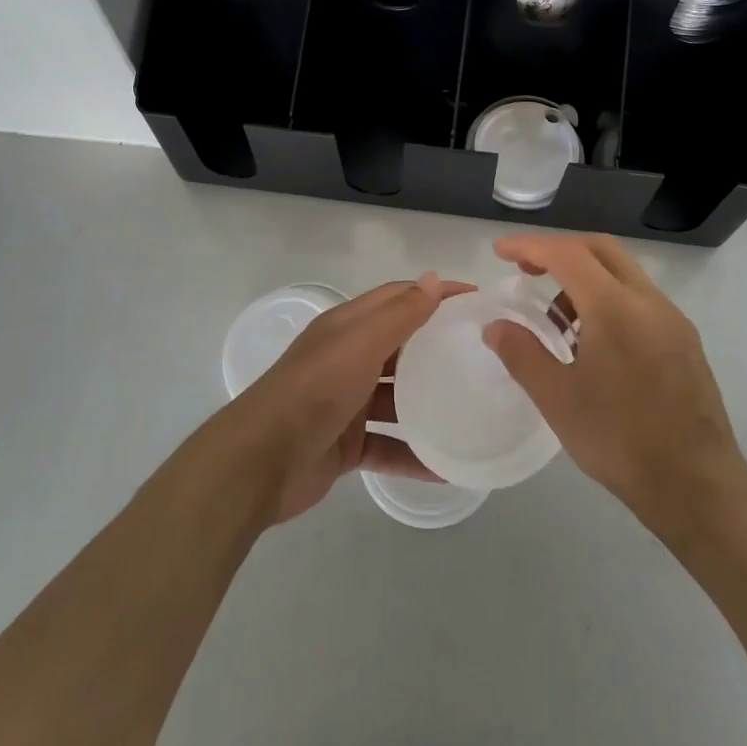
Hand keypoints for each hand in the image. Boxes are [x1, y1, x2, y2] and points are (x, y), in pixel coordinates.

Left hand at [226, 274, 470, 522]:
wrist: (261, 461)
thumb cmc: (315, 390)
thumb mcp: (360, 344)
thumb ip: (399, 314)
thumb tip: (433, 278)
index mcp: (348, 327)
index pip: (399, 298)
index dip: (435, 294)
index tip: (478, 301)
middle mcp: (348, 359)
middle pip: (401, 346)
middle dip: (438, 346)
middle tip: (484, 355)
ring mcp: (347, 404)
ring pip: (397, 398)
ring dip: (430, 403)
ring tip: (474, 408)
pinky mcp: (347, 445)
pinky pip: (389, 445)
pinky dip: (415, 454)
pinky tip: (448, 466)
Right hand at [482, 234, 746, 531]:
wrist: (697, 486)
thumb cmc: (620, 440)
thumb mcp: (557, 399)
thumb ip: (521, 354)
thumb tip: (496, 326)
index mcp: (615, 307)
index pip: (567, 254)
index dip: (529, 246)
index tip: (500, 251)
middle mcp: (648, 301)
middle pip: (600, 249)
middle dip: (559, 250)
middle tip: (527, 270)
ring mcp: (672, 320)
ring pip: (623, 273)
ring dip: (585, 277)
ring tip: (556, 319)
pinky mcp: (684, 341)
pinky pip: (640, 300)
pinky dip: (608, 299)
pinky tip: (592, 342)